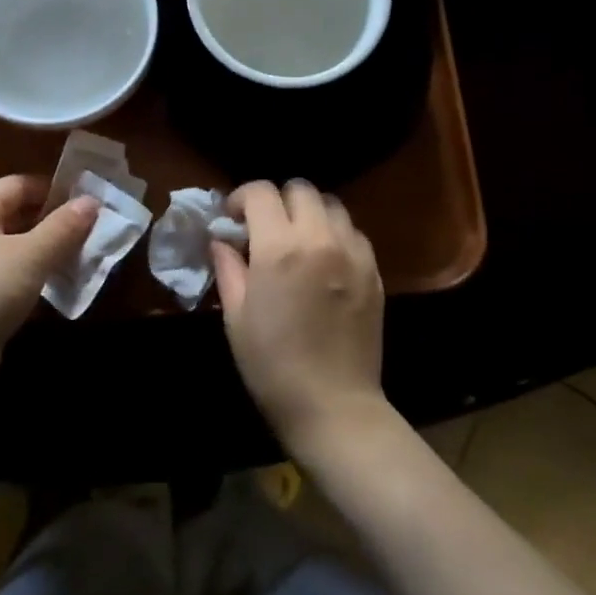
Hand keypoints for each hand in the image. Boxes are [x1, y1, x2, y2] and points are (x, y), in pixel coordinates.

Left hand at [0, 176, 95, 410]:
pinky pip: (8, 279)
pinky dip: (32, 280)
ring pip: (14, 250)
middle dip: (53, 222)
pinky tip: (56, 291)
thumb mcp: (30, 257)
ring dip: (46, 253)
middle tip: (91, 231)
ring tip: (82, 260)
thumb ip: (63, 228)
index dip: (51, 188)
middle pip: (15, 216)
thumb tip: (91, 201)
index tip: (86, 201)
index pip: (16, 185)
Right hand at [213, 179, 390, 456]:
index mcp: (279, 248)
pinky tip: (325, 259)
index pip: (261, 192)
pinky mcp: (374, 270)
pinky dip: (335, 233)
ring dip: (309, 212)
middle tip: (265, 227)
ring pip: (331, 205)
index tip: (233, 218)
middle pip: (300, 188)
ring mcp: (352, 253)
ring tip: (298, 239)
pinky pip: (353, 232)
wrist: (333, 406)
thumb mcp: (237, 317)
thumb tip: (222, 240)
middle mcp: (319, 239)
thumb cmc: (272, 366)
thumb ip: (229, 268)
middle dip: (277, 200)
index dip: (242, 197)